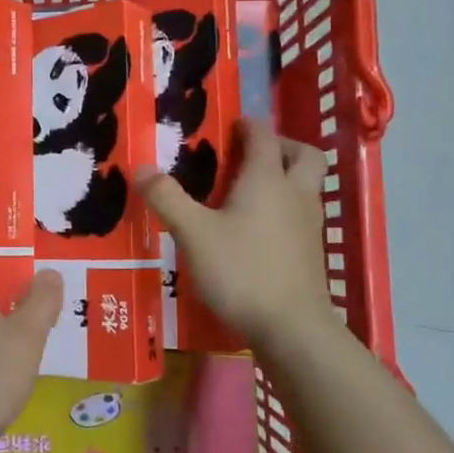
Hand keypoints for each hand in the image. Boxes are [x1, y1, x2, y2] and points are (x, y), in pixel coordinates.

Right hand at [137, 119, 336, 351]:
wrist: (293, 328)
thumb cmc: (241, 271)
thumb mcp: (193, 233)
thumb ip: (167, 198)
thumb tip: (141, 168)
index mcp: (267, 180)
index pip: (264, 137)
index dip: (248, 126)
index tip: (232, 125)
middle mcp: (295, 195)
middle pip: (304, 155)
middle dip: (283, 146)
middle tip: (253, 154)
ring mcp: (309, 225)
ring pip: (307, 186)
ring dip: (286, 178)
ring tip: (251, 191)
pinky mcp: (312, 253)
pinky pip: (303, 215)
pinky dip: (286, 209)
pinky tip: (259, 230)